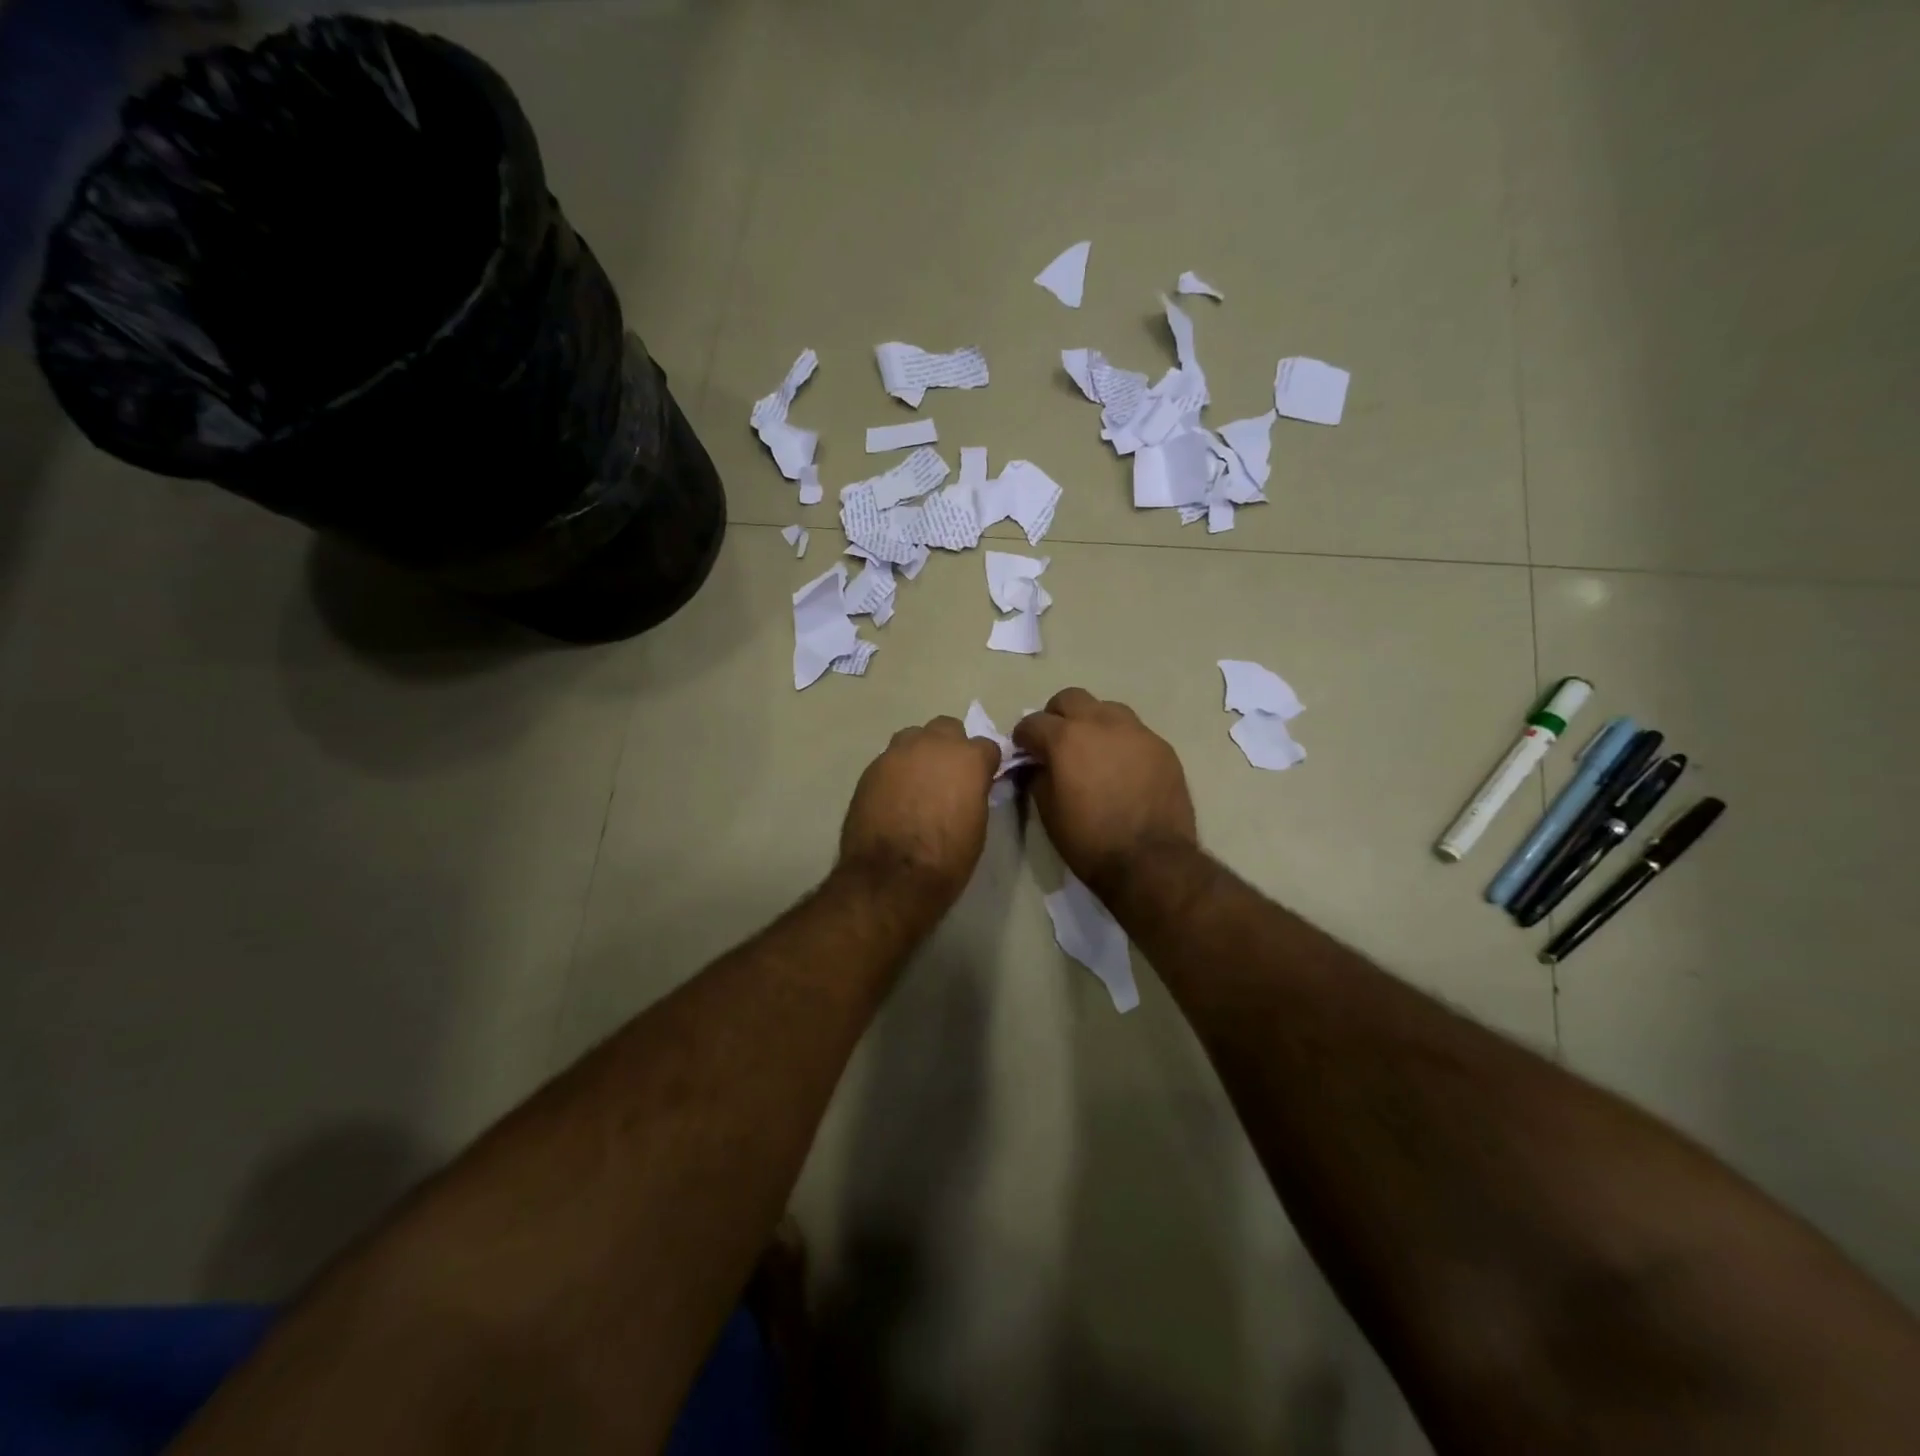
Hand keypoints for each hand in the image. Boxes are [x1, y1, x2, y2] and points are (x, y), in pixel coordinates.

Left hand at [838, 715, 1001, 910]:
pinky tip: (894, 796)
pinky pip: (890, 759)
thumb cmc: (946, 858)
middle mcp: (933, 744)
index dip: (985, 764)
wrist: (891, 876)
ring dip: (920, 752)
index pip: (986, 746)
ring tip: (918, 781)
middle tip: (948, 775)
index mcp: (968, 758)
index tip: (981, 780)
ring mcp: (897, 753)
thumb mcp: (977, 824)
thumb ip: (974, 792)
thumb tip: (968, 787)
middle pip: (947, 728)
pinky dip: (896, 772)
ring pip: (914, 737)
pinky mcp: (870, 768)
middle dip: (951, 746)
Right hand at [1013, 688, 1197, 895]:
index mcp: (1066, 738)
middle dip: (1057, 716)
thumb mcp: (1048, 812)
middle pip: (1070, 698)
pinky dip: (1120, 742)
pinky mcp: (1161, 746)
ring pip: (1106, 708)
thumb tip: (1039, 765)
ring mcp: (1136, 731)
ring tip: (1093, 751)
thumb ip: (1038, 777)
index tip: (1024, 751)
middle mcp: (1100, 723)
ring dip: (1092, 722)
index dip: (1024, 737)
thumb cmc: (1089, 840)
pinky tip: (1122, 768)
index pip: (1032, 722)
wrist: (1151, 861)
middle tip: (1056, 742)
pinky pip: (1134, 732)